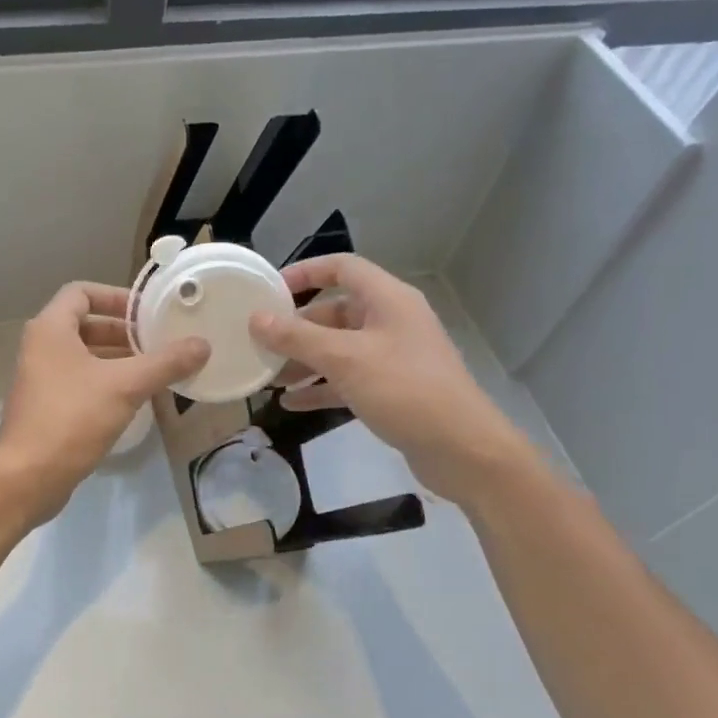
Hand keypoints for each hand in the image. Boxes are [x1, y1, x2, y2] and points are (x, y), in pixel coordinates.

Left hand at [0, 282, 207, 519]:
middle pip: (85, 324)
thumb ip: (165, 363)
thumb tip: (203, 345)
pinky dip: (106, 382)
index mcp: (50, 329)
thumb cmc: (72, 418)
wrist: (28, 476)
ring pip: (84, 355)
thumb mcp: (125, 386)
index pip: (81, 292)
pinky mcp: (46, 407)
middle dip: (122, 332)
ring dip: (118, 358)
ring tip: (155, 369)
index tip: (146, 312)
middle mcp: (41, 347)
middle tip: (157, 342)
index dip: (115, 297)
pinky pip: (80, 381)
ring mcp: (41, 378)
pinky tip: (135, 398)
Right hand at [248, 254, 535, 504]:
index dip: (305, 272)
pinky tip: (291, 404)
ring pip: (338, 349)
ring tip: (269, 378)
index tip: (269, 289)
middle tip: (260, 342)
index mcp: (387, 299)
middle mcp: (391, 321)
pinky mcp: (392, 390)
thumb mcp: (344, 359)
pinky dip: (321, 388)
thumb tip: (256, 318)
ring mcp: (393, 357)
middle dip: (296, 328)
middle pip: (335, 312)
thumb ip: (297, 337)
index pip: (342, 268)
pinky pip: (348, 380)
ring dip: (304, 361)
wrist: (462, 449)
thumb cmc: (404, 389)